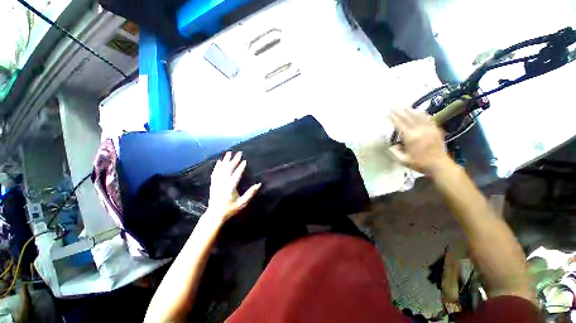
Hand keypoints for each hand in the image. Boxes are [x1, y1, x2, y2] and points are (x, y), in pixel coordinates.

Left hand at [206, 151, 260, 222]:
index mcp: (230, 187)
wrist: (215, 215)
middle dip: (234, 160)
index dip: (241, 167)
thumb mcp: (242, 203)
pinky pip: (215, 173)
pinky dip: (217, 166)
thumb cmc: (230, 209)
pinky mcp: (213, 184)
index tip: (244, 160)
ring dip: (225, 160)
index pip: (236, 174)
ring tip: (228, 153)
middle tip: (238, 153)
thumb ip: (250, 193)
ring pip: (221, 169)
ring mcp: (217, 183)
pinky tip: (219, 162)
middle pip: (229, 169)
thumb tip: (259, 184)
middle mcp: (223, 183)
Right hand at [389, 107, 449, 174]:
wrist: (439, 165)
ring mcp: (429, 128)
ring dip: (410, 110)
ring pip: (418, 115)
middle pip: (408, 116)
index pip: (399, 124)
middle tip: (393, 106)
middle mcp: (420, 129)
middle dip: (400, 111)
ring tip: (404, 106)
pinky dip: (421, 113)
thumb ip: (394, 152)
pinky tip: (418, 111)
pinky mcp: (435, 129)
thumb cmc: (419, 163)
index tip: (386, 113)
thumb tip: (390, 145)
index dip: (392, 118)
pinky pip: (428, 118)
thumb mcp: (402, 160)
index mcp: (411, 137)